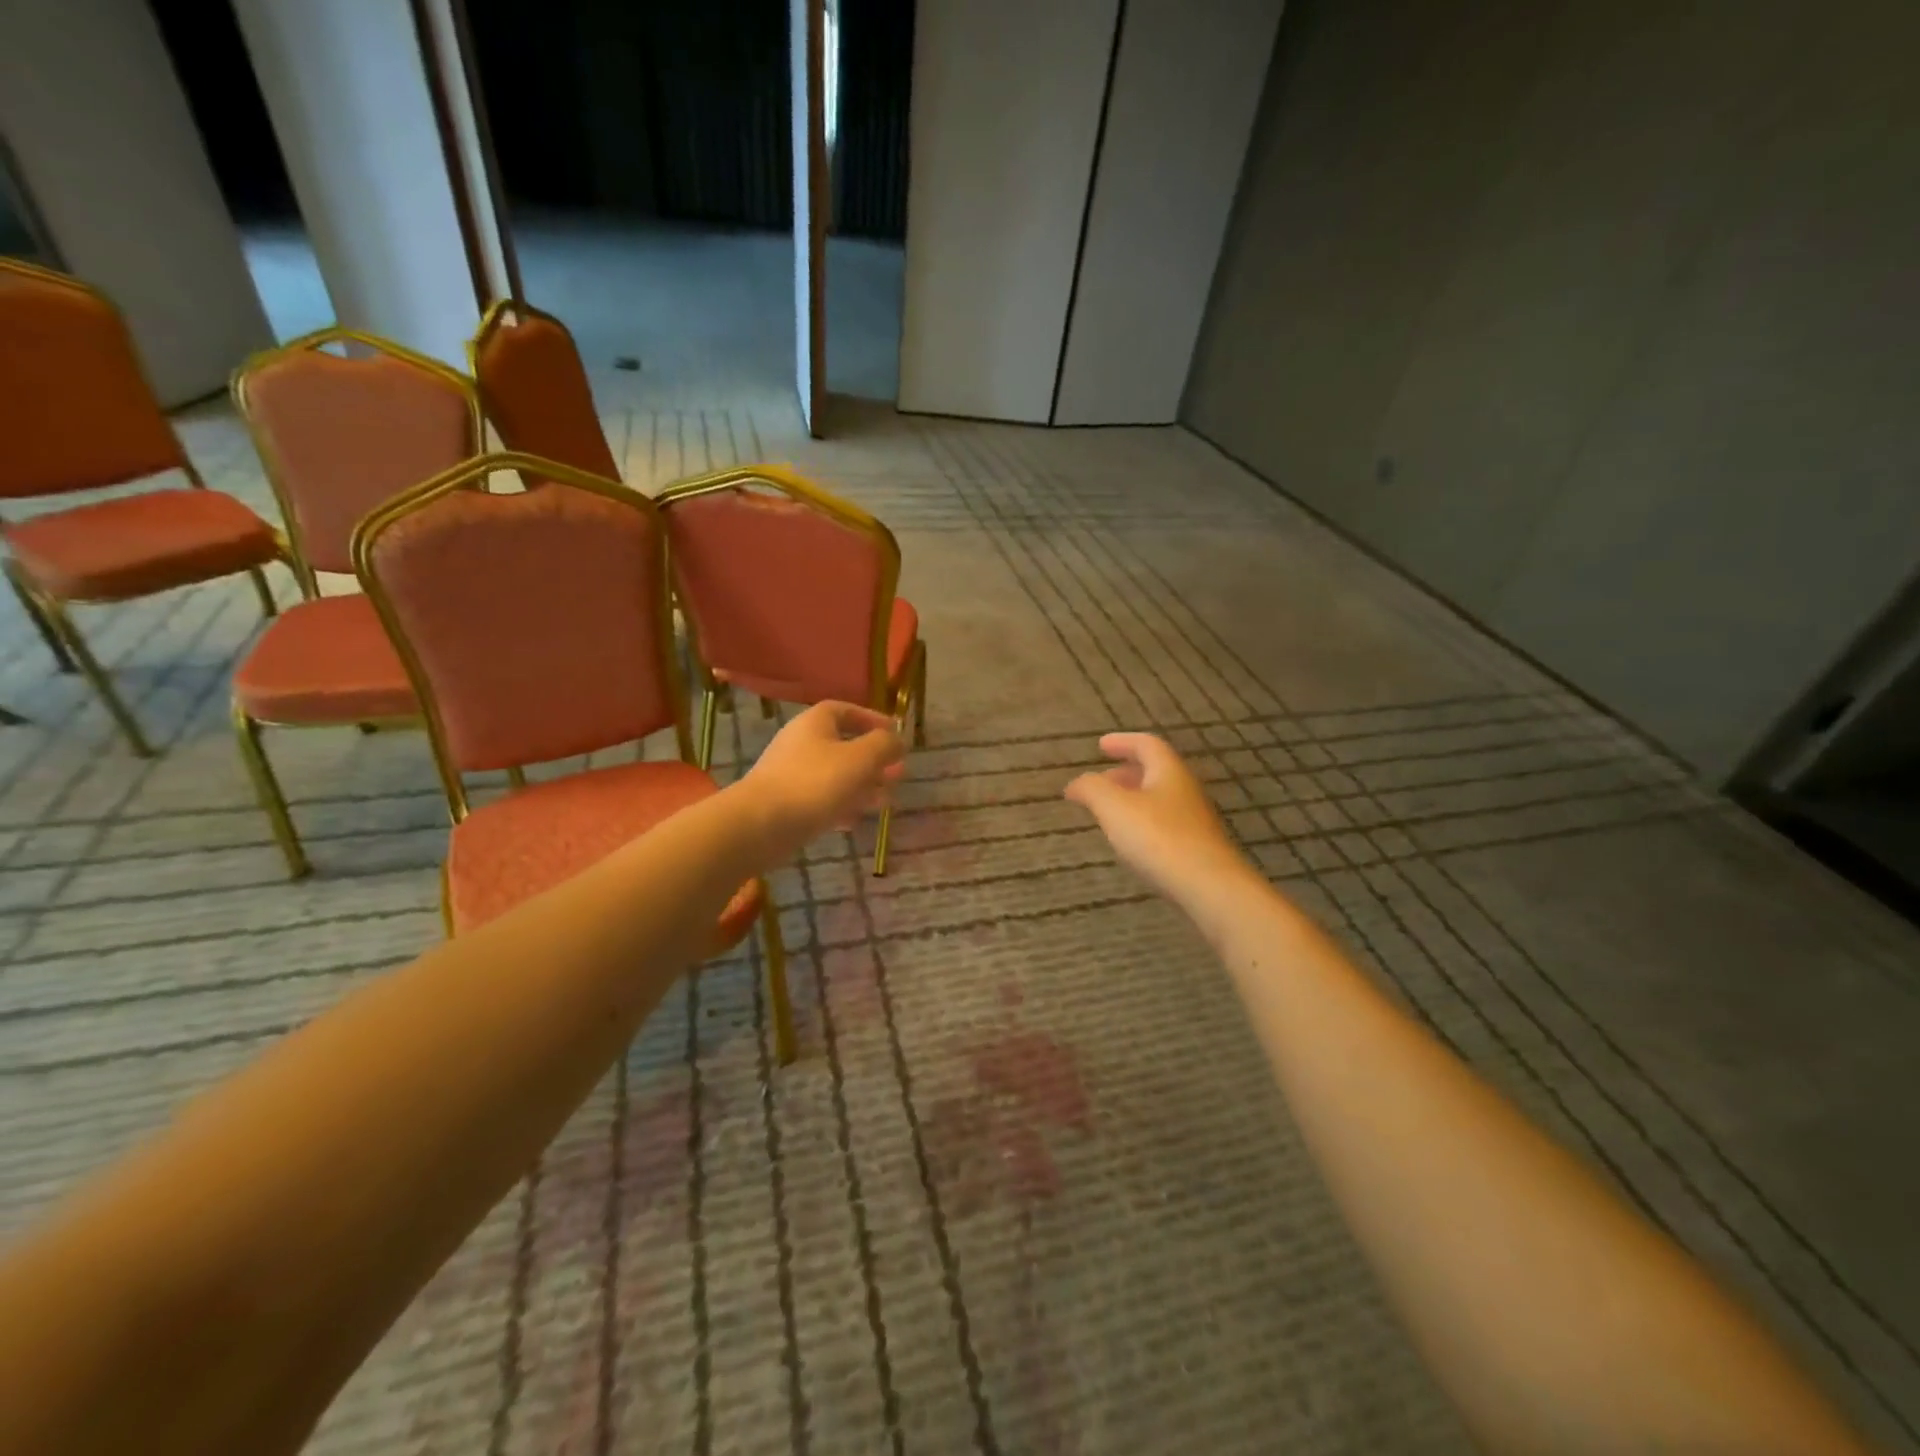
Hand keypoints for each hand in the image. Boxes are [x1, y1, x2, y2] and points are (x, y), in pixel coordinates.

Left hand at [739, 701, 905, 861]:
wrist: (761, 824)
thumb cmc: (815, 783)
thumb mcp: (861, 759)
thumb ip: (884, 745)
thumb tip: (897, 740)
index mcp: (815, 723)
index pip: (845, 710)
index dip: (872, 719)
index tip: (895, 733)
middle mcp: (801, 743)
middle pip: (843, 745)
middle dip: (873, 760)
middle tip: (897, 774)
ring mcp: (791, 774)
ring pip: (834, 774)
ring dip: (862, 785)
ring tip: (885, 800)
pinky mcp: (786, 803)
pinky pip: (820, 798)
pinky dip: (841, 805)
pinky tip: (855, 821)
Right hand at [1065, 733, 1250, 903]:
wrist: (1209, 887)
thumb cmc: (1159, 838)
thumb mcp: (1114, 807)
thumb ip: (1091, 789)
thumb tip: (1076, 783)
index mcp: (1168, 771)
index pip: (1146, 744)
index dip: (1121, 742)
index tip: (1100, 746)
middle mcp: (1185, 789)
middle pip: (1154, 771)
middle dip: (1123, 773)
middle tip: (1098, 783)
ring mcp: (1194, 819)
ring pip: (1159, 798)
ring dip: (1132, 799)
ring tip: (1108, 813)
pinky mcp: (1196, 847)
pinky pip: (1164, 823)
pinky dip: (1142, 821)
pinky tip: (1131, 840)